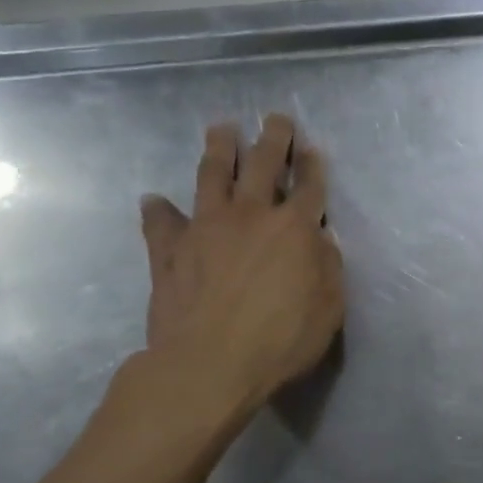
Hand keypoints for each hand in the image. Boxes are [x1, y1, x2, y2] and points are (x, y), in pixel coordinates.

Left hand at [136, 113, 343, 418]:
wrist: (210, 364)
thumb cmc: (281, 341)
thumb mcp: (328, 311)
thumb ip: (328, 269)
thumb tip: (321, 240)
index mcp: (295, 230)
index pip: (309, 188)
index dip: (313, 166)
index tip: (313, 149)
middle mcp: (251, 217)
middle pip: (263, 165)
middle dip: (273, 139)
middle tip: (276, 119)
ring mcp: (206, 228)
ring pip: (212, 176)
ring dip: (219, 149)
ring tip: (222, 129)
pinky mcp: (170, 250)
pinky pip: (161, 222)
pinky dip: (159, 210)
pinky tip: (154, 200)